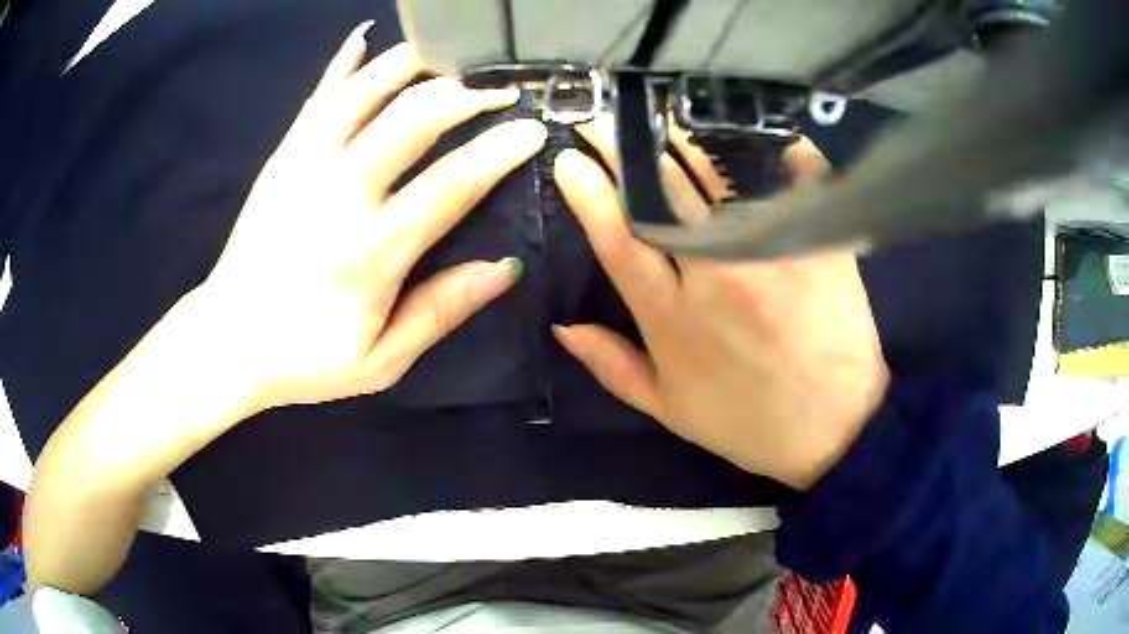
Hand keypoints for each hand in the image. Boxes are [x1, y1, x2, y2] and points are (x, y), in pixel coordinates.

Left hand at [197, 25, 545, 410]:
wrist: (227, 340)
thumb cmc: (305, 358)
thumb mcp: (381, 361)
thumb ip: (440, 311)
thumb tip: (505, 269)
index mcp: (371, 251)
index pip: (452, 183)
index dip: (500, 149)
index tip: (533, 129)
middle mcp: (339, 193)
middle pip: (414, 117)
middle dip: (467, 93)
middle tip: (501, 87)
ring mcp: (305, 165)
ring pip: (367, 90)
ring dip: (415, 64)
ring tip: (451, 56)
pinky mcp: (284, 156)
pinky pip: (319, 96)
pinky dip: (345, 62)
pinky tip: (367, 36)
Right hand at [552, 120, 888, 489]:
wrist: (837, 427)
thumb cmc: (748, 422)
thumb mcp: (669, 409)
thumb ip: (612, 366)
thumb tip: (563, 326)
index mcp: (670, 316)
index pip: (617, 235)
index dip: (588, 192)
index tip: (570, 159)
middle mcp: (713, 270)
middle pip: (659, 190)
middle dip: (622, 145)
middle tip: (602, 117)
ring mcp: (768, 247)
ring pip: (715, 172)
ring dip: (680, 134)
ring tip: (657, 111)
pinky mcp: (814, 237)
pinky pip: (786, 174)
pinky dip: (763, 143)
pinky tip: (739, 122)